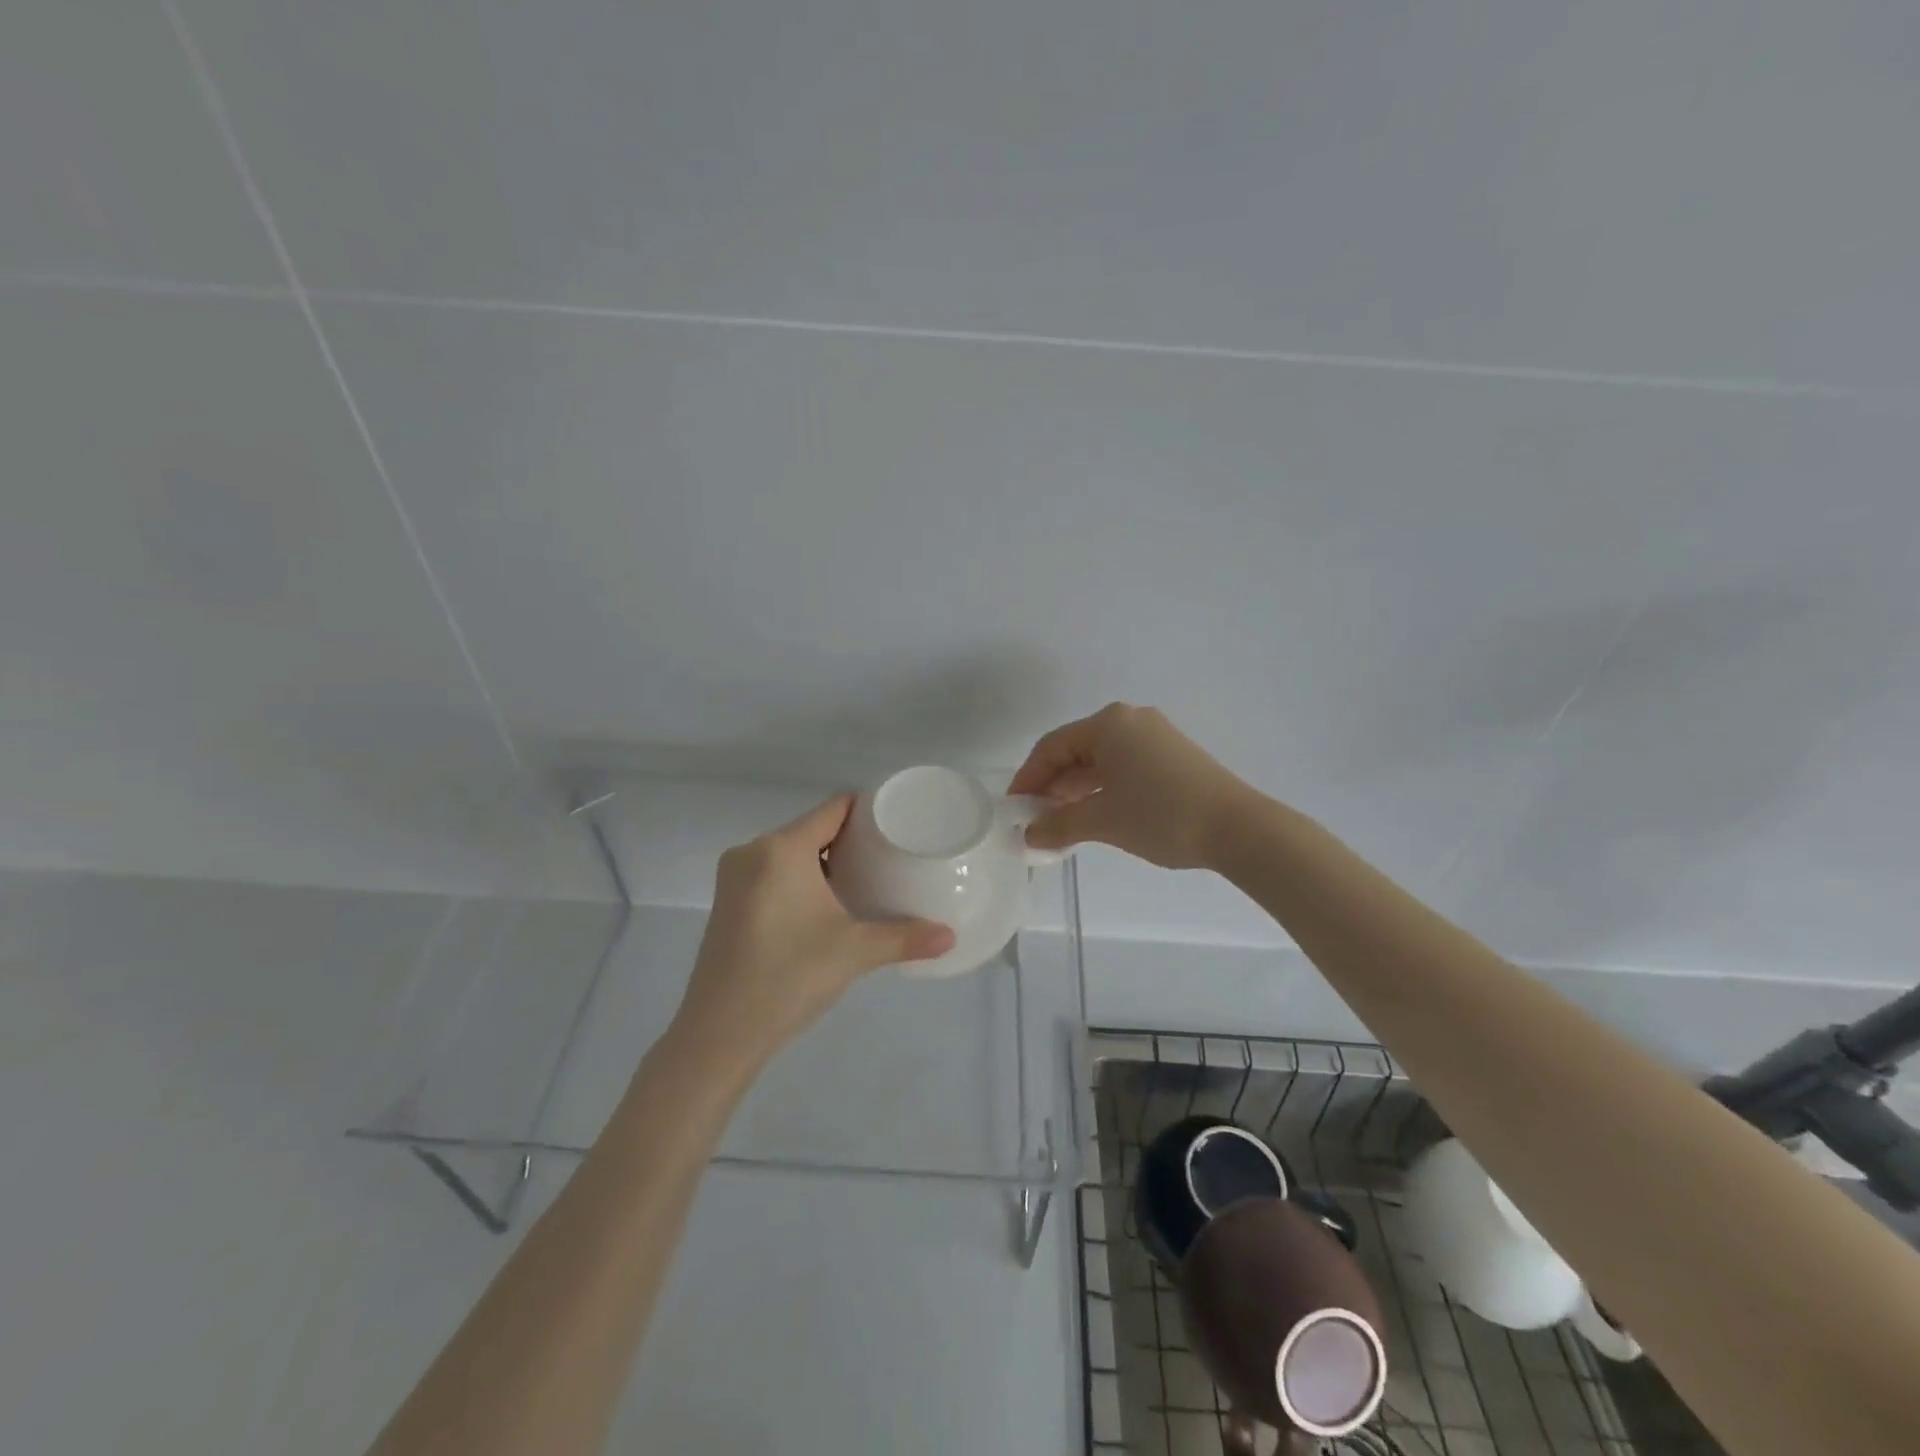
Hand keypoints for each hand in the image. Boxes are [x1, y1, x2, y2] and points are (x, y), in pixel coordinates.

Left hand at [671, 794, 955, 1069]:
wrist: (719, 1035)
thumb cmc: (788, 977)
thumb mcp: (854, 952)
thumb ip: (905, 938)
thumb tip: (951, 937)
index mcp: (780, 849)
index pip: (833, 809)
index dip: (868, 809)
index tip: (899, 819)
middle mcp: (752, 852)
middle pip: (812, 829)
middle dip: (850, 839)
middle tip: (891, 854)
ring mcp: (734, 878)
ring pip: (791, 853)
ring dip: (825, 861)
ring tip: (867, 877)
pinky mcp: (727, 902)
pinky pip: (773, 872)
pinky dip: (801, 878)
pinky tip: (827, 903)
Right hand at [1008, 703, 1251, 868]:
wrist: (1238, 828)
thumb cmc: (1161, 815)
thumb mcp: (1102, 821)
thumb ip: (1059, 825)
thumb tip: (1029, 834)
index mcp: (1108, 724)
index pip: (1052, 747)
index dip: (1028, 778)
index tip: (1014, 808)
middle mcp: (1130, 720)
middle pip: (1075, 750)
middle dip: (1052, 785)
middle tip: (1036, 819)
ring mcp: (1154, 736)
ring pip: (1100, 760)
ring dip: (1076, 789)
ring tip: (1061, 822)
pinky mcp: (1172, 755)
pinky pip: (1123, 766)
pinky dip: (1103, 788)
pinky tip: (1095, 813)